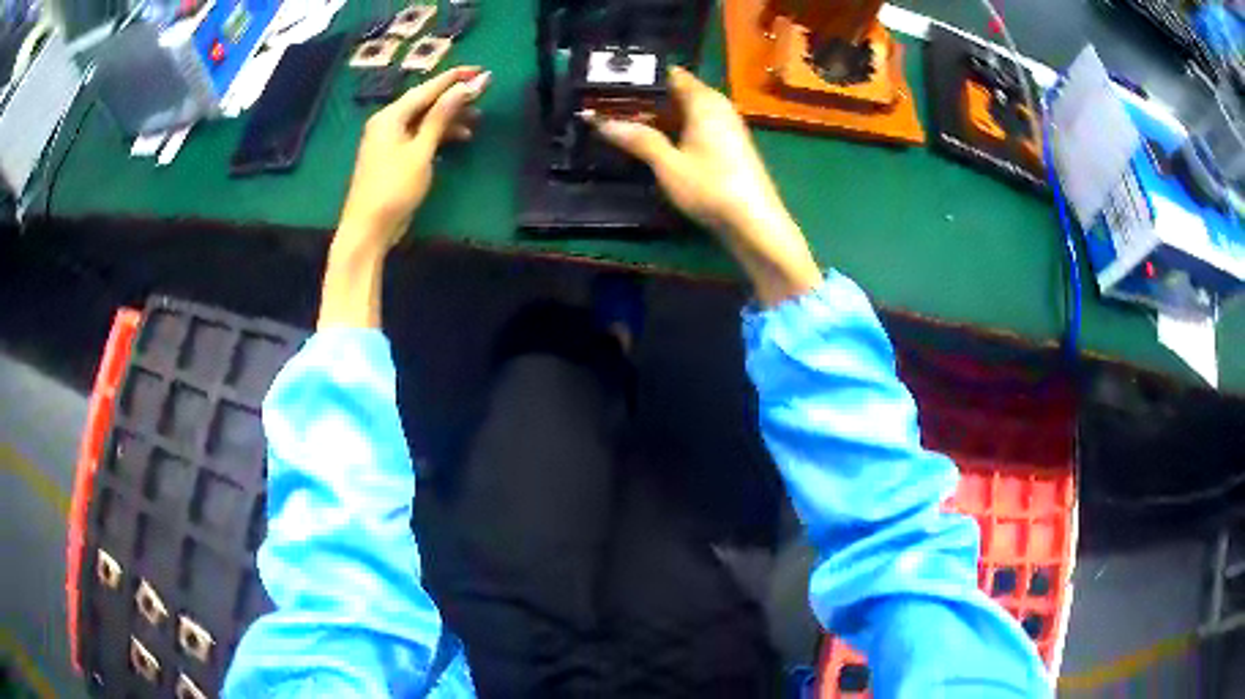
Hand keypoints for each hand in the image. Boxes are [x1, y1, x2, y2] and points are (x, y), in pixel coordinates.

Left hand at [336, 67, 491, 254]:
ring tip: (477, 121)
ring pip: (423, 120)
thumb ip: (443, 116)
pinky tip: (457, 138)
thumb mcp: (421, 150)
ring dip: (449, 119)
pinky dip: (438, 135)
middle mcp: (387, 122)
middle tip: (484, 95)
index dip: (455, 78)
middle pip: (425, 103)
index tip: (481, 70)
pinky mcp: (393, 157)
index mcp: (390, 116)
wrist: (368, 230)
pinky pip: (419, 136)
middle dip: (454, 99)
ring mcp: (388, 140)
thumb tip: (467, 86)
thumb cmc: (394, 188)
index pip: (427, 89)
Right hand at [586, 67, 820, 305]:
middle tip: (606, 105)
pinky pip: (695, 125)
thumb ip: (638, 139)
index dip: (641, 76)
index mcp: (704, 101)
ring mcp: (725, 126)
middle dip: (645, 98)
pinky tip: (653, 142)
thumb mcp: (668, 164)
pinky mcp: (728, 145)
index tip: (610, 81)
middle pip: (676, 91)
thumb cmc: (711, 188)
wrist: (755, 224)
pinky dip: (674, 129)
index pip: (670, 74)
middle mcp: (717, 106)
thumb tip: (600, 121)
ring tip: (621, 122)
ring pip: (685, 110)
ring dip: (658, 116)